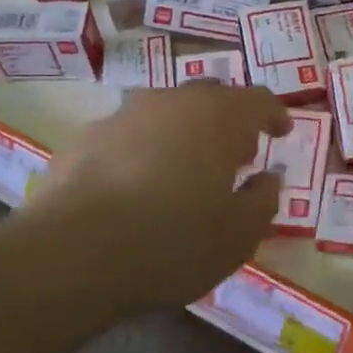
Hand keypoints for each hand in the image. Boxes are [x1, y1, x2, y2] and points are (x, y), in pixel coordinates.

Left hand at [11, 83, 290, 318]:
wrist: (71, 254)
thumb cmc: (173, 242)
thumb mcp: (239, 235)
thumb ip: (263, 199)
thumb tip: (267, 177)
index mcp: (219, 117)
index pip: (258, 100)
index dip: (274, 114)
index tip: (281, 131)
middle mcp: (173, 102)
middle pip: (211, 97)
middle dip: (228, 121)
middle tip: (236, 153)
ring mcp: (124, 115)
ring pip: (166, 112)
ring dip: (183, 132)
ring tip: (185, 169)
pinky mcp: (85, 138)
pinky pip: (128, 135)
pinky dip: (143, 150)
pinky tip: (136, 185)